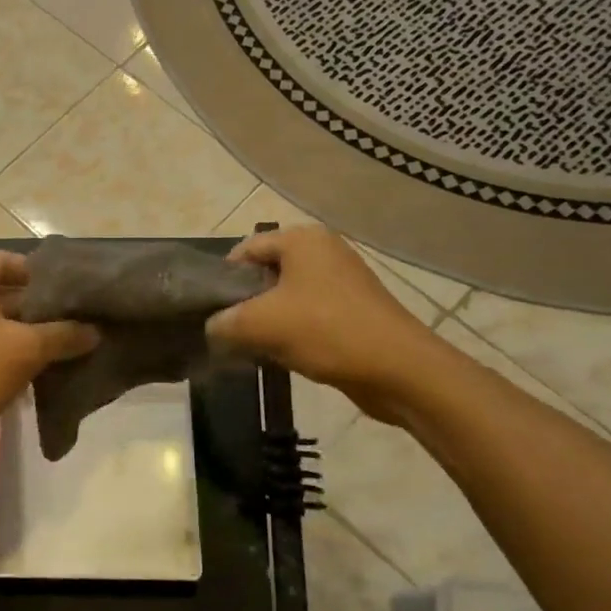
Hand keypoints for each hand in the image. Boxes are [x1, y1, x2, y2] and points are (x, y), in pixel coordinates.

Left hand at [0, 251, 97, 477]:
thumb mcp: (26, 348)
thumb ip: (64, 334)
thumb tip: (96, 331)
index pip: (7, 260)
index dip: (40, 272)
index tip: (72, 289)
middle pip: (6, 292)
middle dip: (42, 306)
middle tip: (82, 318)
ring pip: (2, 325)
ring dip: (33, 334)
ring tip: (74, 343)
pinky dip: (18, 355)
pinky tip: (50, 369)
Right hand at [205, 226, 445, 422]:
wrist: (400, 370)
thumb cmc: (326, 331)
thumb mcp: (259, 324)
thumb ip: (223, 322)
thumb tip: (212, 327)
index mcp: (302, 239)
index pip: (245, 248)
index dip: (222, 278)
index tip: (210, 310)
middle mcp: (323, 250)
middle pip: (266, 271)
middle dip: (244, 301)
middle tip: (228, 330)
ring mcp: (343, 279)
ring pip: (286, 295)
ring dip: (267, 320)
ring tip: (253, 346)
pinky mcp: (354, 308)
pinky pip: (309, 312)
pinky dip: (292, 330)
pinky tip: (283, 354)